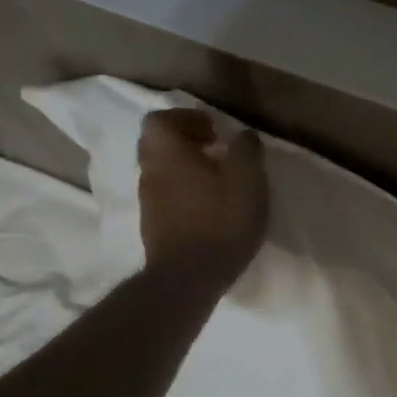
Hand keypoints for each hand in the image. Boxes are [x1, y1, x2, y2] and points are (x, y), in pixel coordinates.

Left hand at [136, 109, 269, 289]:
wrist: (188, 279)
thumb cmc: (220, 221)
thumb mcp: (248, 180)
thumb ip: (246, 150)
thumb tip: (243, 135)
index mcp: (168, 153)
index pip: (160, 119)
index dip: (186, 117)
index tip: (214, 129)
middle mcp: (150, 172)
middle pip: (158, 143)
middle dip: (185, 140)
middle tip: (216, 149)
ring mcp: (148, 201)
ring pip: (161, 169)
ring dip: (185, 166)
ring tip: (218, 179)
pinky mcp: (153, 225)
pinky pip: (166, 194)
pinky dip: (184, 189)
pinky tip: (210, 206)